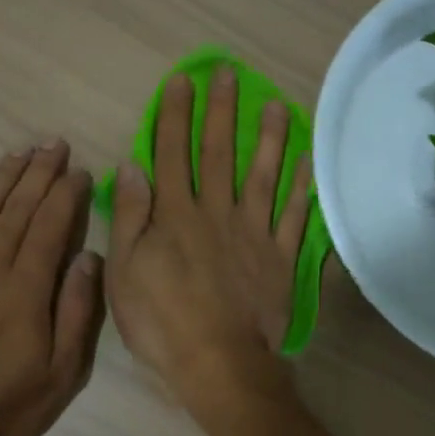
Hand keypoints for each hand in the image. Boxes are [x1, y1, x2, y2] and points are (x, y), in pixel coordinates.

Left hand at [0, 141, 103, 435]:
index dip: (66, 194)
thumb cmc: (4, 404)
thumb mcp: (60, 373)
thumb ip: (76, 312)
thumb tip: (89, 259)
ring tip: (19, 153)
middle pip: (16, 209)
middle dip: (37, 172)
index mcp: (26, 289)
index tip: (79, 169)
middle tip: (53, 143)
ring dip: (2, 178)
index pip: (50, 226)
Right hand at [105, 69, 312, 416]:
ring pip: (263, 175)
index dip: (176, 115)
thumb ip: (130, 216)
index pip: (173, 153)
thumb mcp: (124, 271)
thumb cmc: (162, 321)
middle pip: (218, 153)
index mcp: (175, 215)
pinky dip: (303, 188)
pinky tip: (310, 161)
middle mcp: (217, 212)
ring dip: (269, 138)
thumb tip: (131, 165)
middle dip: (221, 110)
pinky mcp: (281, 257)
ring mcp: (254, 233)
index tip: (182, 81)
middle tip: (228, 73)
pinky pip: (295, 216)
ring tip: (278, 104)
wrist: (218, 362)